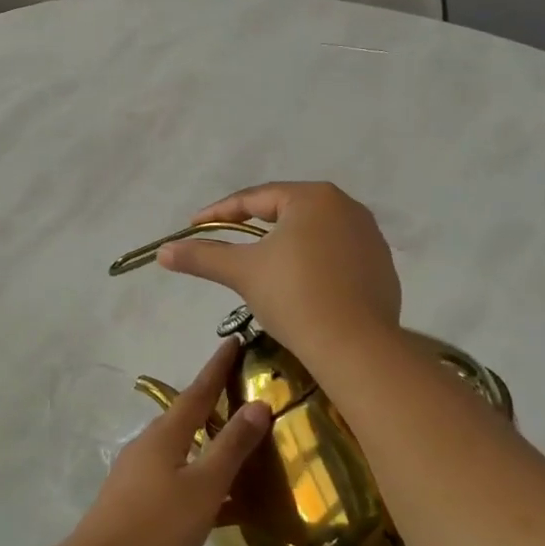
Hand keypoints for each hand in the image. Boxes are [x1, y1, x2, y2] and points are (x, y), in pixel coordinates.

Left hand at [68, 341, 270, 545]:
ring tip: (236, 446)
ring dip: (207, 441)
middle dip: (213, 402)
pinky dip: (197, 473)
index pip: (198, 391)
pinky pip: (174, 473)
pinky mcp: (134, 496)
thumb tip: (258, 405)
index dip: (217, 367)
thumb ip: (231, 447)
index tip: (234, 341)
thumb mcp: (203, 487)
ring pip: (181, 446)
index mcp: (165, 434)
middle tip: (243, 394)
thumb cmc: (157, 526)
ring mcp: (138, 470)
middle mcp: (148, 443)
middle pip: (187, 415)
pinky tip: (215, 496)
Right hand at [157, 181, 402, 363]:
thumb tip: (162, 251)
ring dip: (284, 244)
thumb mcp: (241, 271)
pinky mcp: (382, 267)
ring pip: (313, 233)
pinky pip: (336, 255)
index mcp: (313, 197)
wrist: (356, 347)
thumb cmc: (294, 296)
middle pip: (287, 211)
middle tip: (226, 239)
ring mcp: (370, 237)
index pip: (255, 199)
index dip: (219, 212)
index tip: (194, 226)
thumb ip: (202, 255)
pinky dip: (312, 263)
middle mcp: (347, 207)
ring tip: (260, 262)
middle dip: (253, 225)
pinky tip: (298, 284)